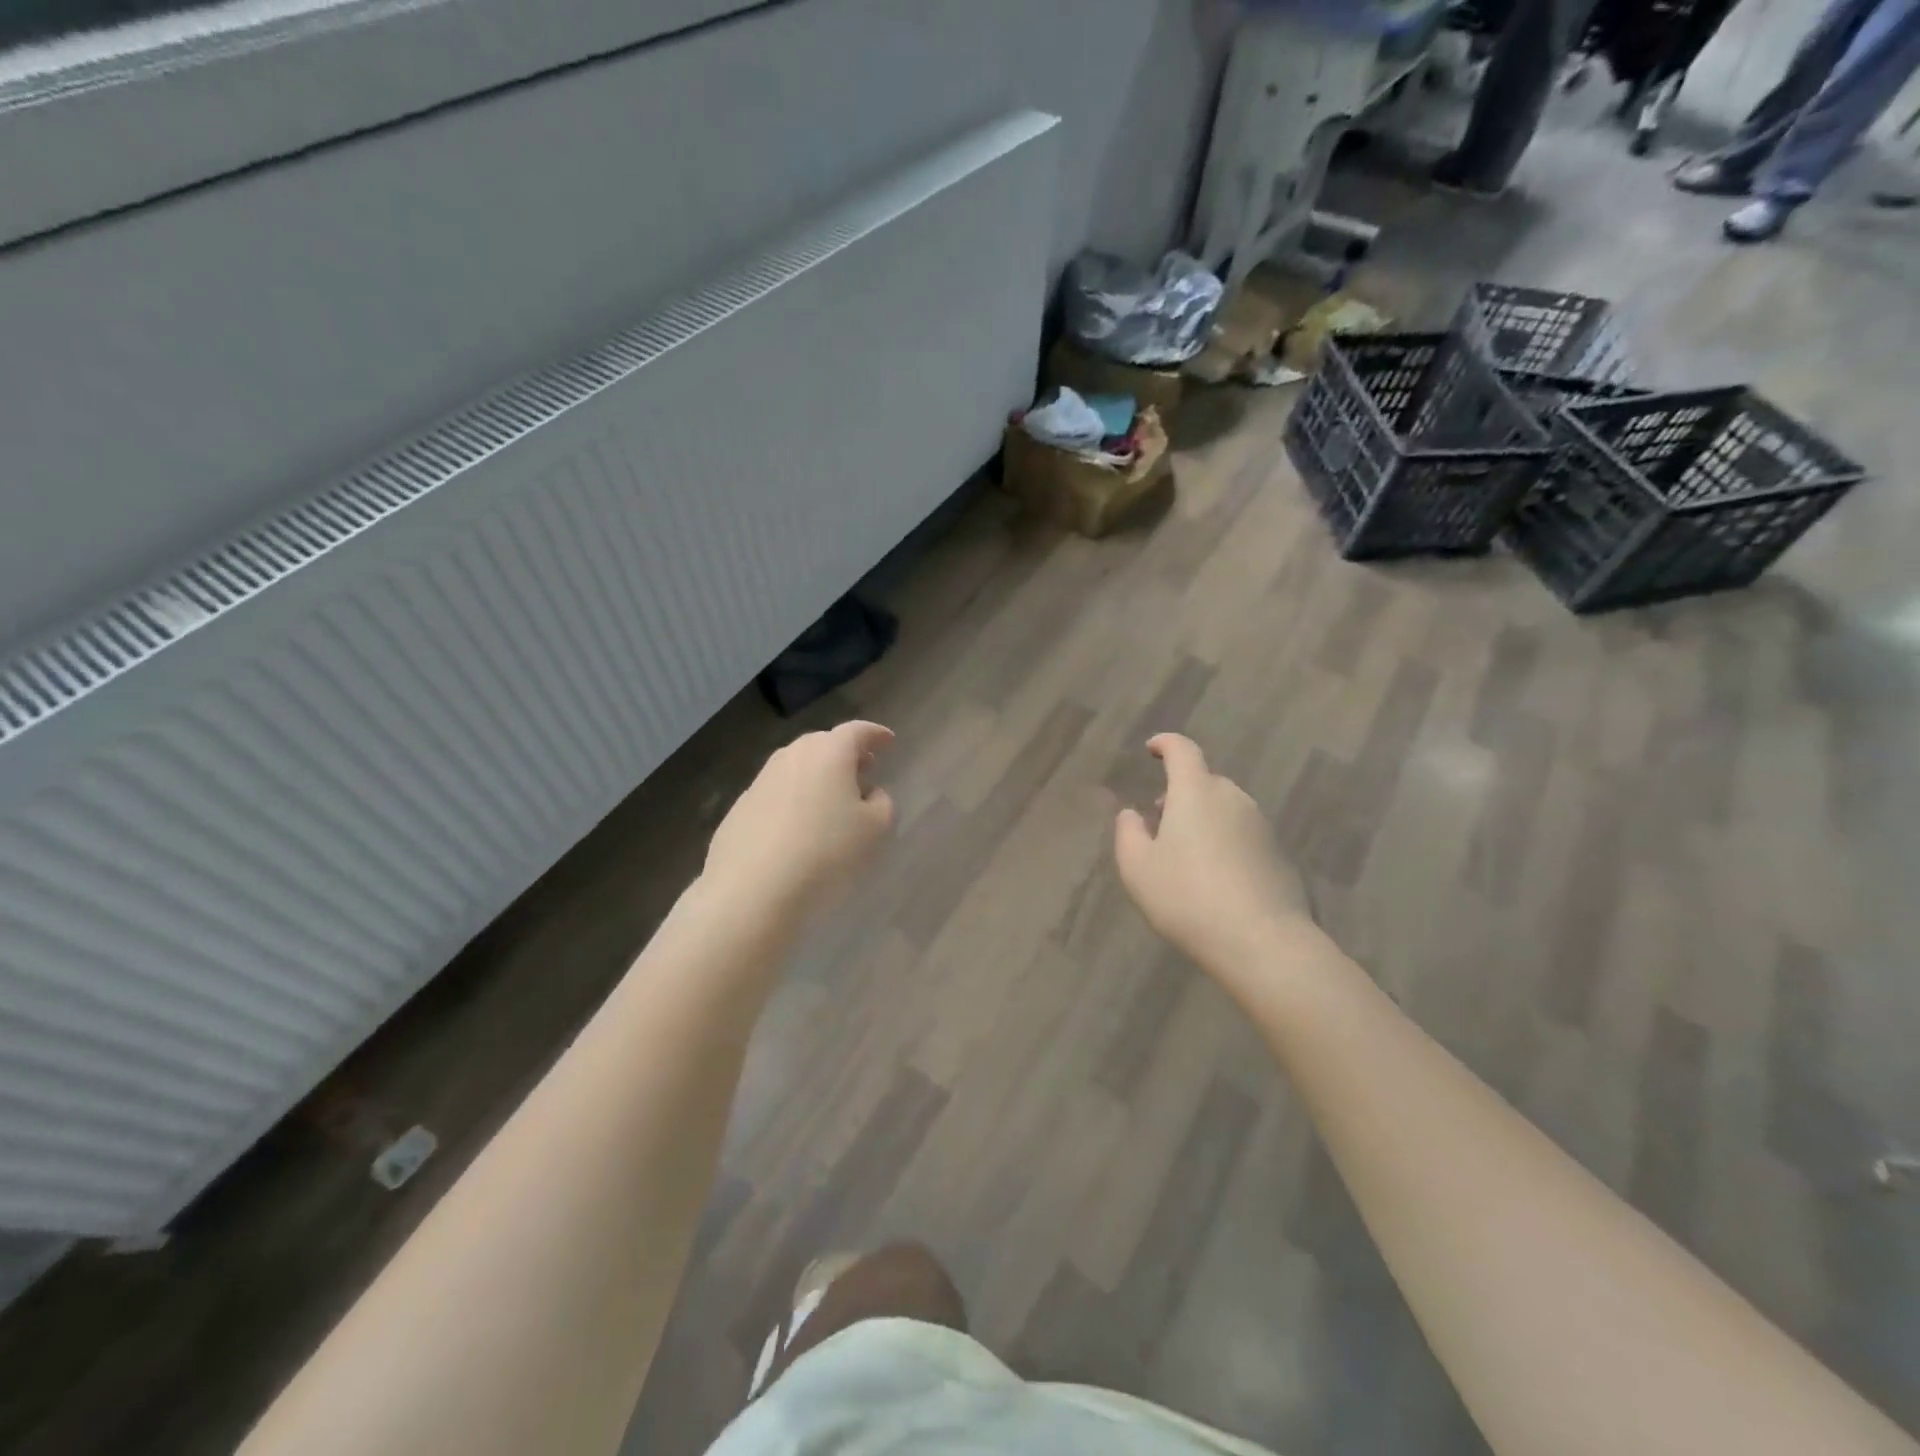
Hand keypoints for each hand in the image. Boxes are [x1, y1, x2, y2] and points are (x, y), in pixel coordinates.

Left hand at [702, 721, 895, 923]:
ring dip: (818, 776)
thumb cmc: (826, 854)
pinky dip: (794, 800)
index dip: (875, 735)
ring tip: (833, 801)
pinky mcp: (740, 809)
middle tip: (864, 770)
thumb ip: (882, 803)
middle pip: (823, 744)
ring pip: (797, 767)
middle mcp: (791, 756)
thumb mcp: (875, 830)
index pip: (856, 731)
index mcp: (828, 753)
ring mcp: (761, 781)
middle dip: (846, 754)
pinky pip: (777, 794)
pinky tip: (800, 828)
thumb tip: (869, 793)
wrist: (751, 892)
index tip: (889, 742)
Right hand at [1114, 735, 1311, 976]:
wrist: (1260, 941)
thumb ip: (1128, 833)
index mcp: (1196, 792)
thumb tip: (1131, 814)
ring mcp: (1260, 825)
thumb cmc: (1187, 897)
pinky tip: (1214, 877)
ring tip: (1185, 853)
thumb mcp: (1137, 868)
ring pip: (1225, 808)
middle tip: (1160, 819)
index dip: (1165, 743)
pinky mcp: (1278, 853)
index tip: (1152, 748)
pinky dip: (1225, 841)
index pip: (1182, 750)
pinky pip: (1243, 834)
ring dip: (1203, 818)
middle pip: (1204, 781)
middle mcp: (1232, 798)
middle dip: (1180, 792)